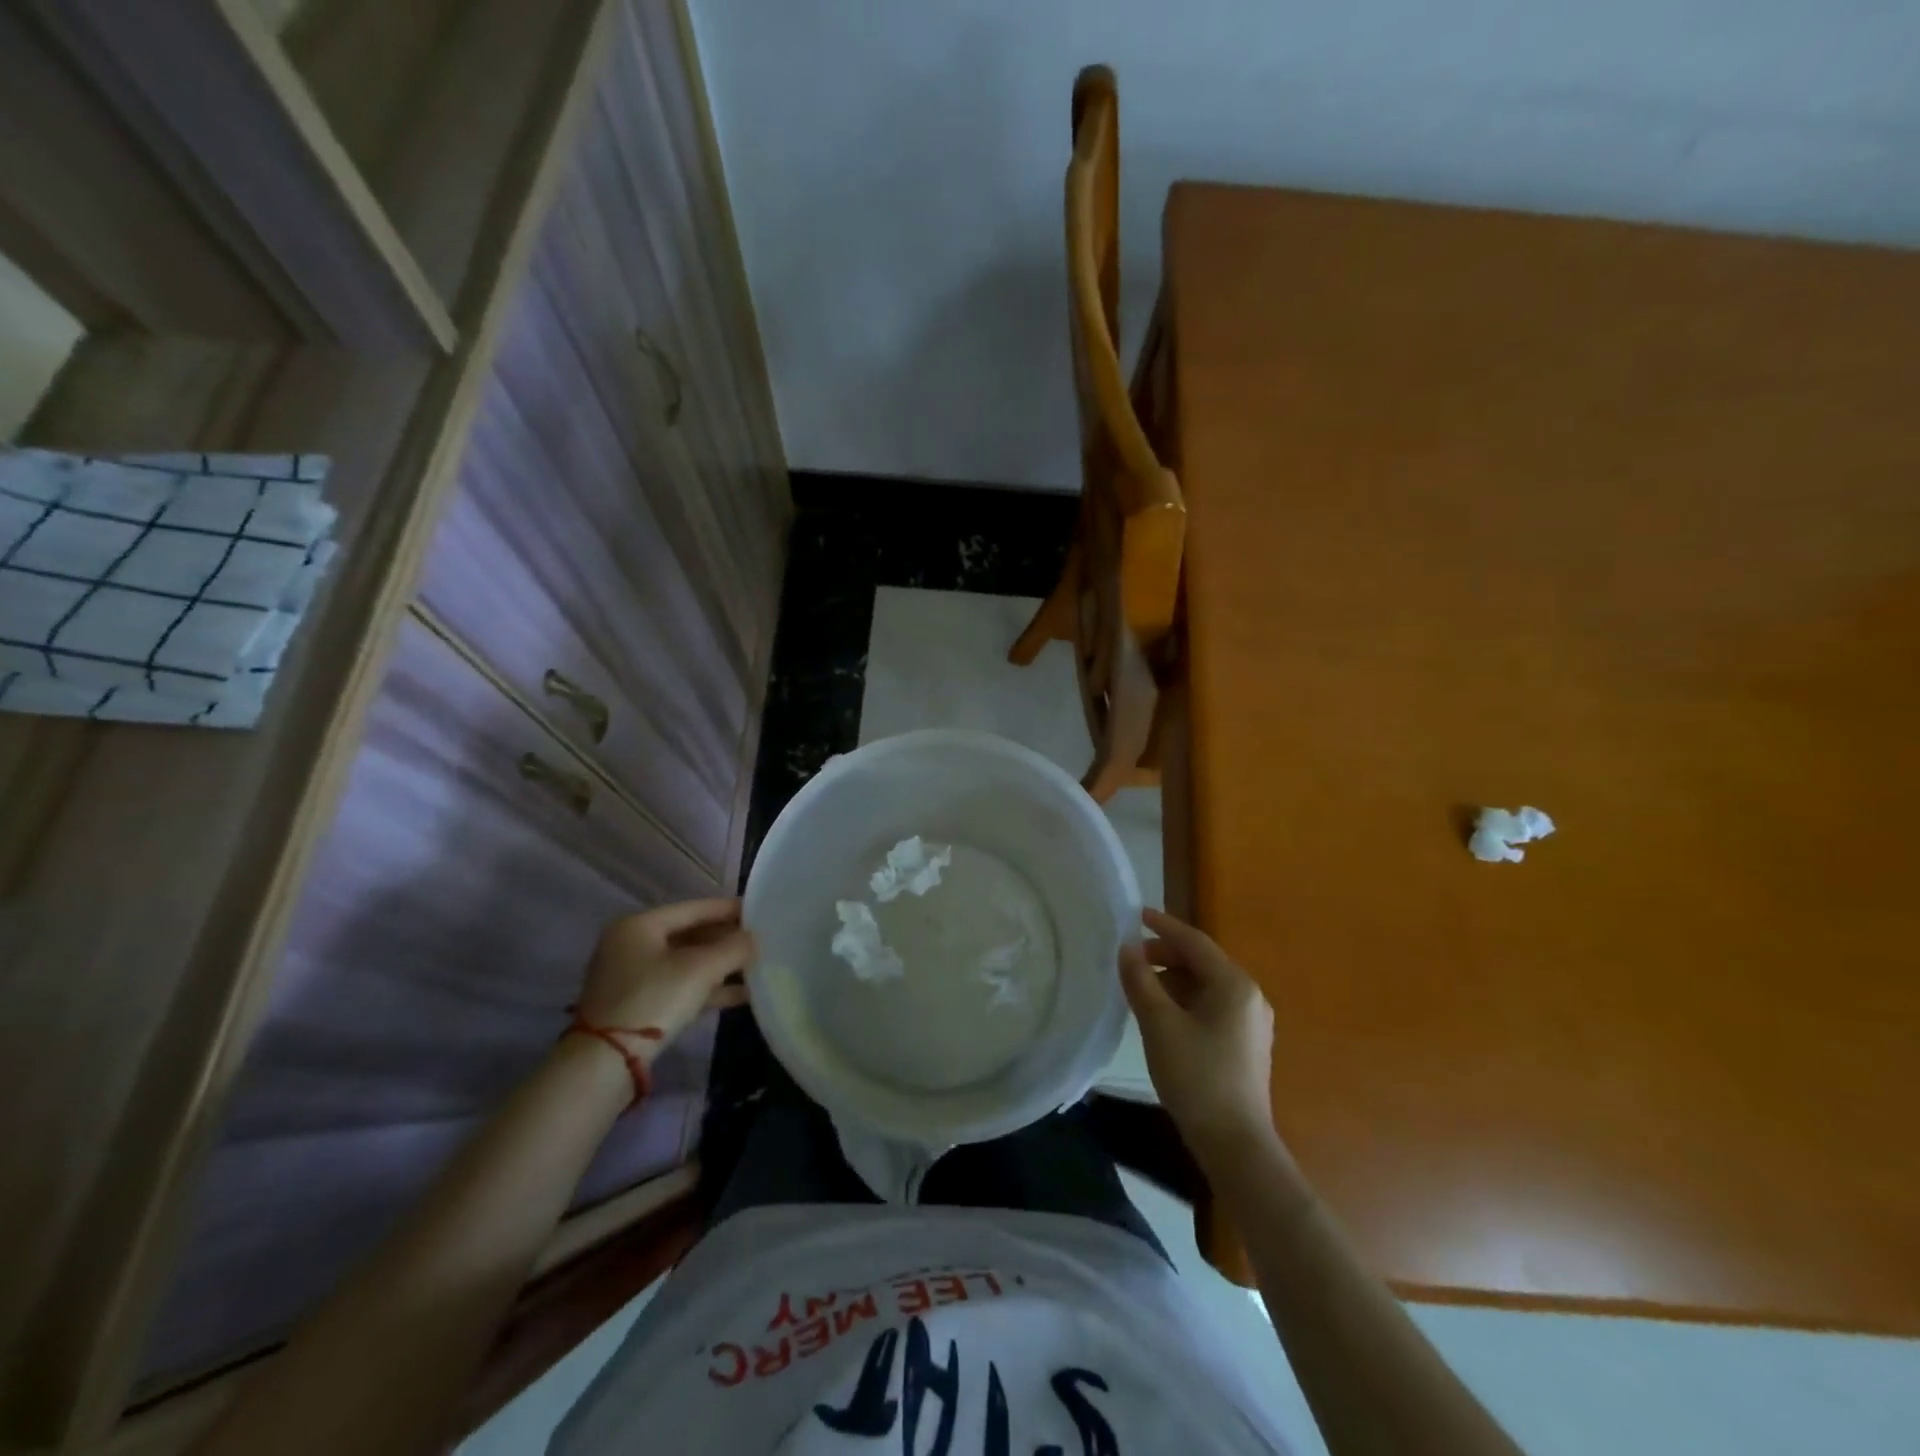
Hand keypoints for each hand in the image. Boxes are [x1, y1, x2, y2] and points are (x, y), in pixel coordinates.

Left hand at [575, 898, 755, 1057]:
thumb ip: (733, 948)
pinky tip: (740, 995)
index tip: (759, 910)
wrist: (605, 1063)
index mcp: (639, 925)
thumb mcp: (701, 969)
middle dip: (726, 940)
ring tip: (756, 967)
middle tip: (760, 941)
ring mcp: (632, 977)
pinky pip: (679, 986)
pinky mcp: (637, 1005)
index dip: (729, 909)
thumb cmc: (654, 999)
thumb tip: (754, 939)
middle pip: (690, 934)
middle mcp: (631, 944)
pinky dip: (707, 988)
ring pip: (686, 962)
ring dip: (720, 966)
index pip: (694, 908)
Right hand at [1120, 908, 1278, 1172]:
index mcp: (1234, 985)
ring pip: (1206, 985)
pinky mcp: (1246, 1044)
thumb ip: (1140, 981)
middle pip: (1202, 962)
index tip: (1135, 914)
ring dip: (1173, 979)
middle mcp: (1249, 996)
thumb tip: (1127, 948)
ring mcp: (1251, 1022)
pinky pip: (1212, 1006)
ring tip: (1140, 987)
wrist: (1235, 1144)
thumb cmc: (1196, 1077)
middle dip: (1165, 955)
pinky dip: (1185, 1000)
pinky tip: (1162, 1014)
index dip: (1162, 926)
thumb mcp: (1159, 1025)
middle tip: (1130, 958)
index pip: (1194, 941)